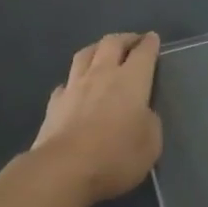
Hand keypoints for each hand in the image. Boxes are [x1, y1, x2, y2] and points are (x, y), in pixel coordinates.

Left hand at [31, 32, 162, 204]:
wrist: (65, 168)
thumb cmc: (116, 156)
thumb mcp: (151, 144)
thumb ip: (150, 122)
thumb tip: (142, 113)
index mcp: (131, 80)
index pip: (143, 53)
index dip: (149, 43)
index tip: (152, 38)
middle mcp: (102, 74)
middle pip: (111, 43)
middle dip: (124, 38)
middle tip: (132, 41)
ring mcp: (74, 86)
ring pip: (85, 55)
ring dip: (96, 49)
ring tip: (102, 51)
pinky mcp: (55, 102)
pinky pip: (66, 82)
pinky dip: (74, 80)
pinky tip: (75, 87)